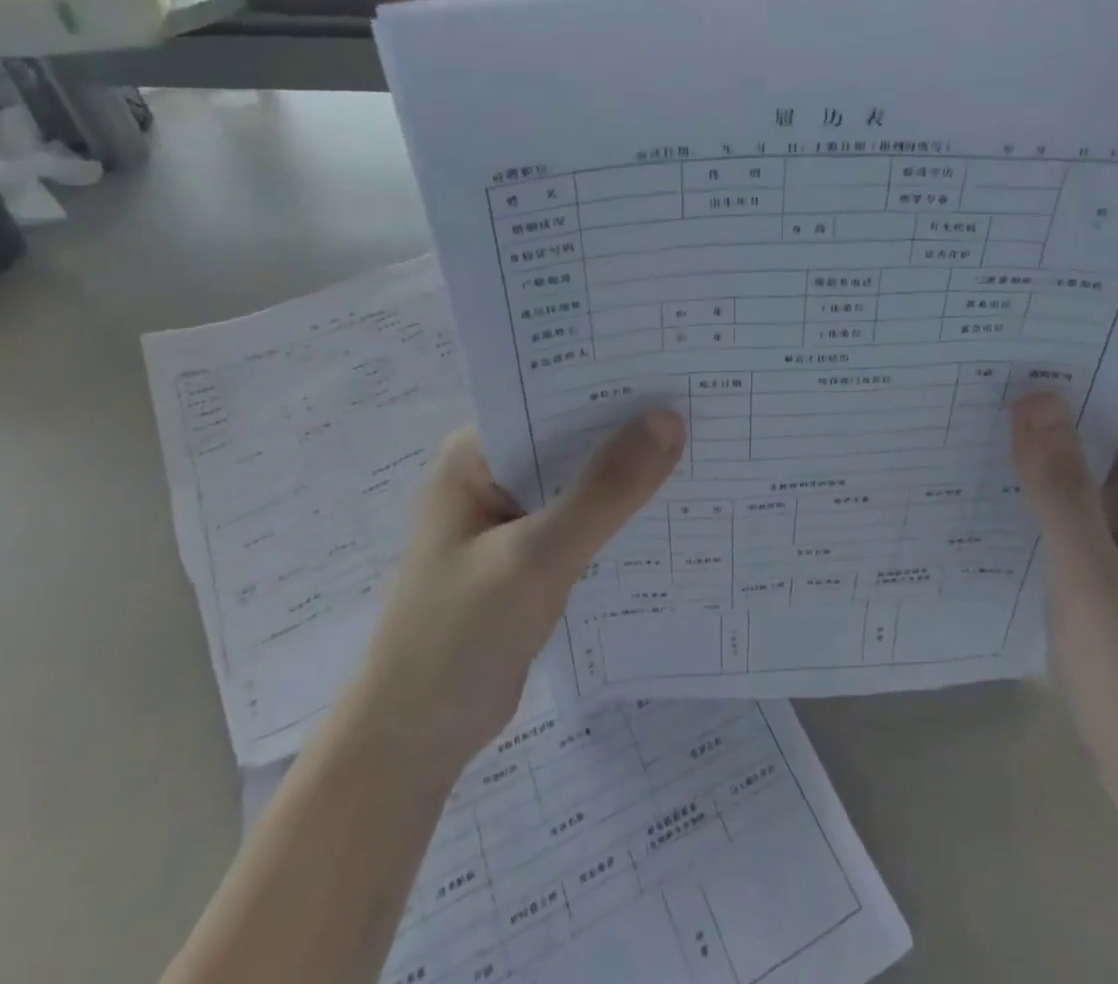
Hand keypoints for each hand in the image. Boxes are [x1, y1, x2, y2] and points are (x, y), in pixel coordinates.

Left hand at [356, 411, 685, 767]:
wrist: (413, 745)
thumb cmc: (458, 637)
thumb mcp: (536, 557)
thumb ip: (604, 492)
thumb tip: (670, 420)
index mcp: (477, 453)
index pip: (552, 397)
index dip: (613, 385)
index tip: (676, 371)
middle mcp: (494, 474)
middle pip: (573, 438)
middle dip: (630, 429)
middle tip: (705, 408)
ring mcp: (512, 517)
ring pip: (583, 481)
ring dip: (629, 475)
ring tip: (704, 448)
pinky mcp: (530, 556)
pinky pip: (585, 521)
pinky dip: (620, 517)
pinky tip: (672, 511)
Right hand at [1012, 361, 1117, 862]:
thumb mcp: (1091, 578)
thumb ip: (1061, 486)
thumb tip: (1033, 393)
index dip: (1117, 346)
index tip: (1049, 324)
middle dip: (1069, 376)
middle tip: (994, 352)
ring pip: (1097, 448)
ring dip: (1052, 423)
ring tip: (982, 395)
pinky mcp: (1112, 555)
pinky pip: (1078, 489)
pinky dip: (1045, 468)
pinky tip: (993, 467)